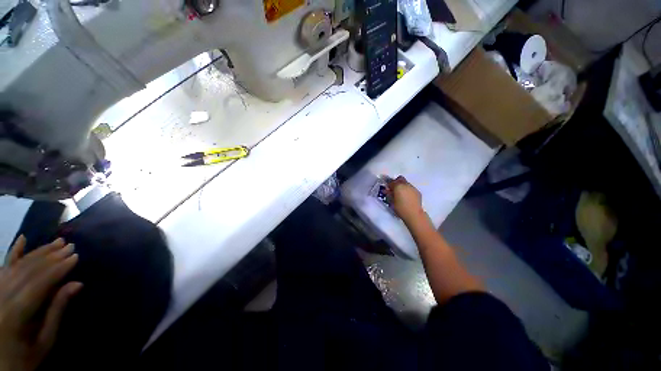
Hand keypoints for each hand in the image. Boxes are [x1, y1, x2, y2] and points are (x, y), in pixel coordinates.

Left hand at [0, 236, 81, 370]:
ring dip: (38, 253)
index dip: (58, 269)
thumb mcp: (44, 341)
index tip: (76, 256)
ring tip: (56, 242)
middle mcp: (2, 297)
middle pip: (27, 271)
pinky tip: (22, 239)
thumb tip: (77, 284)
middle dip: (50, 257)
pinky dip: (14, 252)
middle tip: (70, 245)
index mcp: (15, 314)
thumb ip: (56, 312)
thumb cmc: (26, 356)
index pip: (39, 284)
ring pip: (17, 266)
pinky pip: (3, 267)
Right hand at [386, 176, 425, 223]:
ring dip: (402, 186)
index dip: (388, 184)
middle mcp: (406, 185)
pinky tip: (406, 197)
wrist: (414, 214)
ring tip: (400, 193)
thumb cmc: (400, 208)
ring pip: (406, 183)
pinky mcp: (417, 192)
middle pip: (400, 179)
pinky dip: (407, 190)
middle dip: (396, 182)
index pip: (391, 182)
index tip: (387, 188)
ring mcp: (413, 187)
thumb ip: (388, 194)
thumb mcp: (391, 202)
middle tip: (393, 189)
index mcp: (398, 186)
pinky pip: (410, 188)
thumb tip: (386, 191)